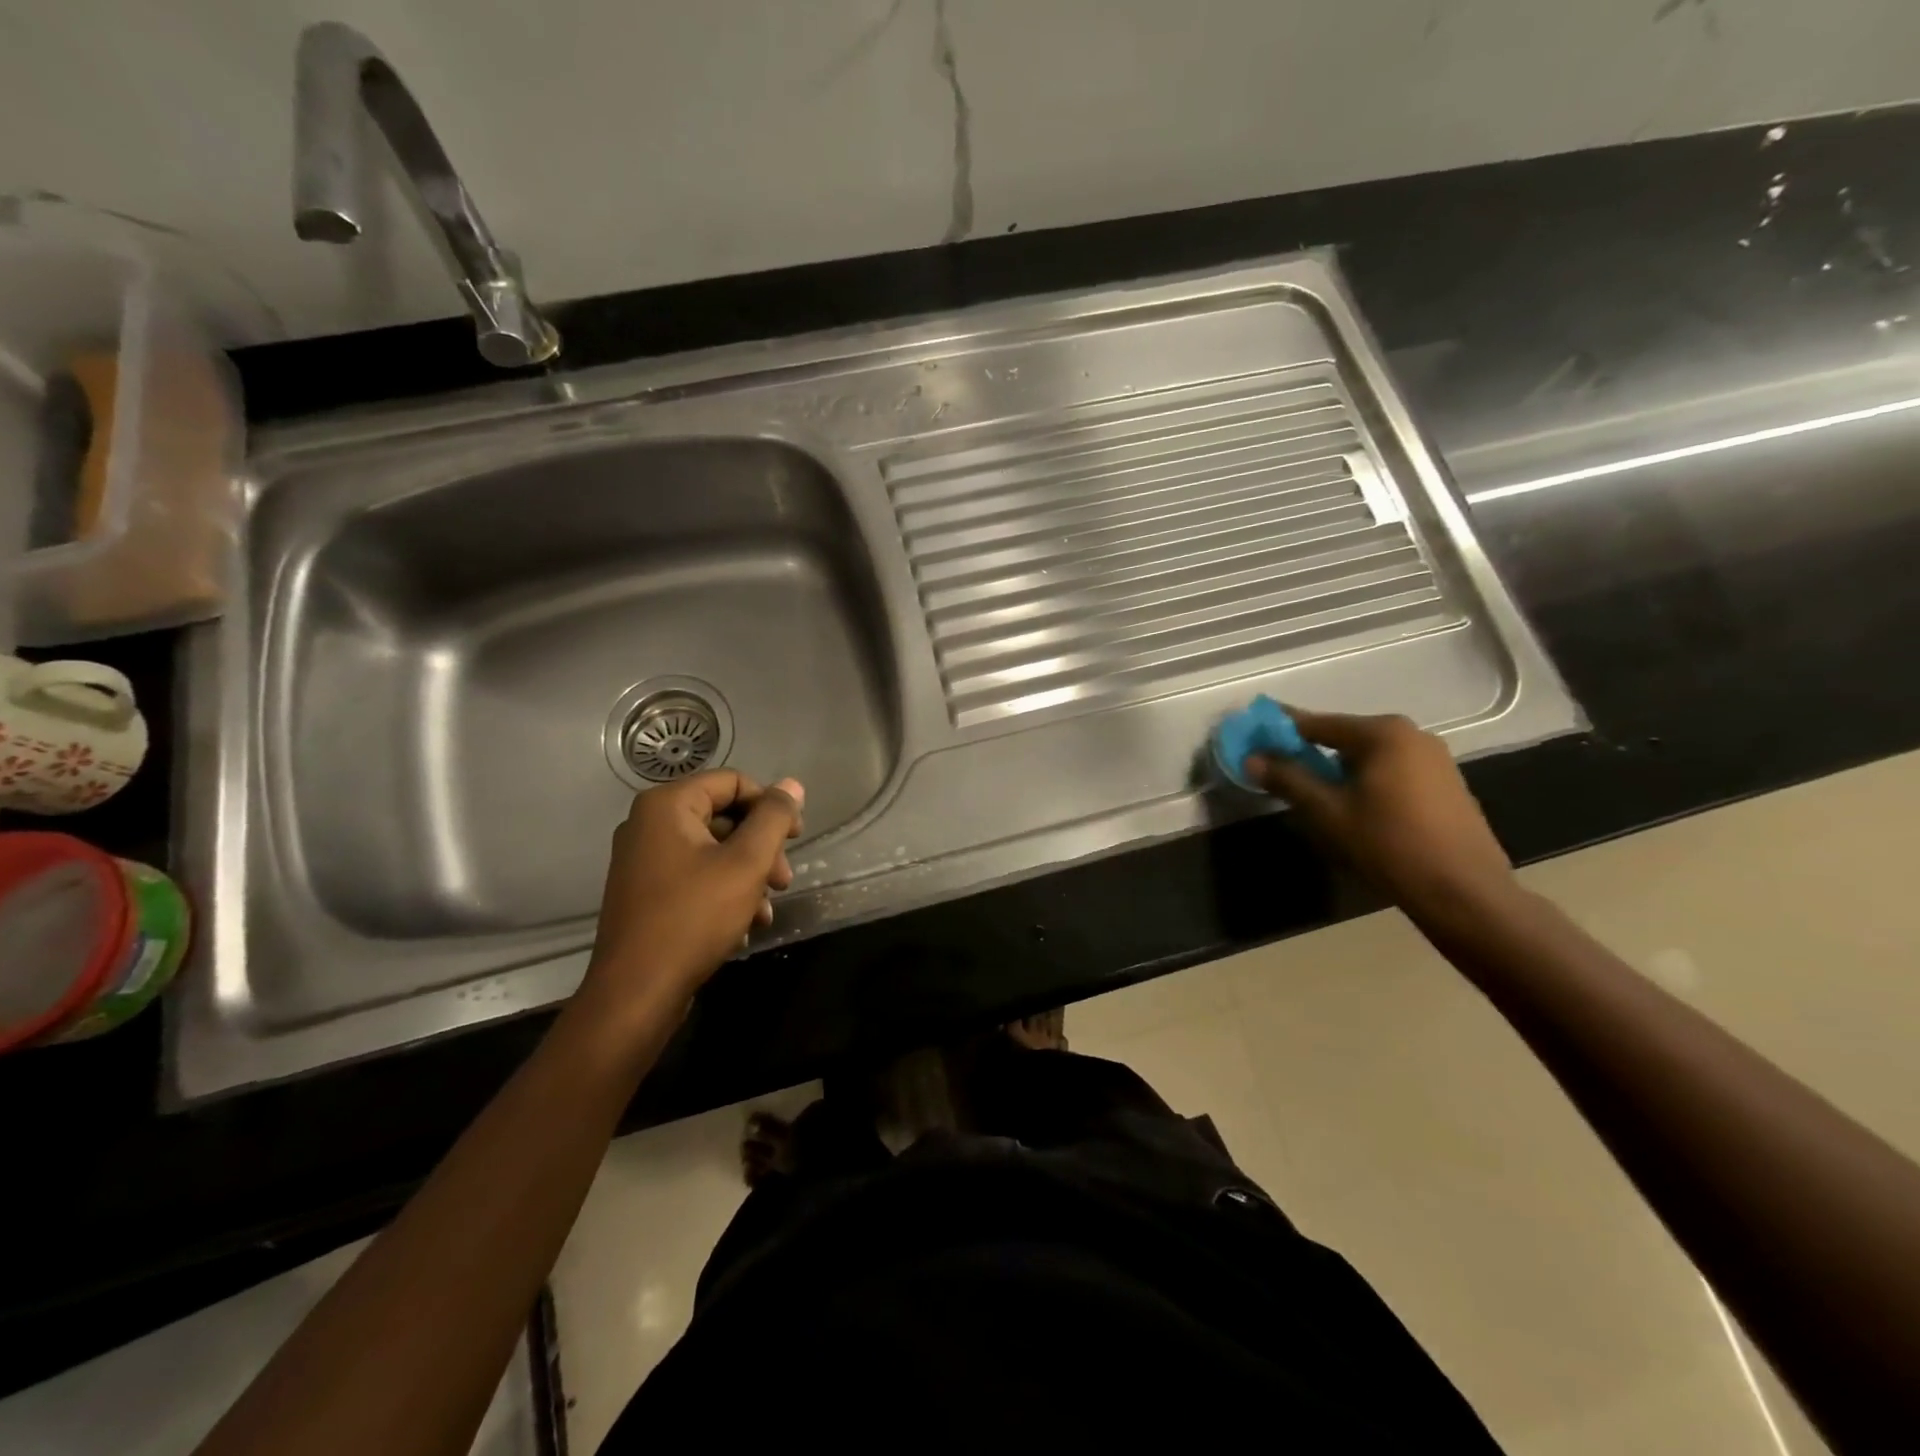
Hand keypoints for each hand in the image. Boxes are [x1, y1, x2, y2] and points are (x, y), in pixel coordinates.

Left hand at [584, 770, 804, 1012]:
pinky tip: (745, 924)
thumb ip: (773, 818)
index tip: (795, 838)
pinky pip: (696, 876)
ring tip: (766, 910)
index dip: (770, 805)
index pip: (733, 782)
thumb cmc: (694, 917)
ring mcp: (644, 860)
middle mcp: (649, 824)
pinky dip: (725, 893)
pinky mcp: (646, 892)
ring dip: (749, 875)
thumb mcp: (746, 863)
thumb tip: (792, 785)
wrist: (636, 993)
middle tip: (784, 881)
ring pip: (714, 851)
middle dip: (762, 848)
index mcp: (667, 805)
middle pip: (724, 817)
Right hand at [1245, 709, 1518, 920]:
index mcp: (1383, 733)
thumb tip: (1253, 758)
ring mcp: (1435, 759)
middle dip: (1310, 753)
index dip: (1281, 731)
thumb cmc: (1388, 845)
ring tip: (1317, 796)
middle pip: (1344, 737)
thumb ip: (1288, 779)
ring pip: (1369, 756)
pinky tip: (1356, 809)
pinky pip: (1392, 772)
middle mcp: (1412, 735)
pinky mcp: (1447, 785)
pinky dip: (1366, 781)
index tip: (1253, 737)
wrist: (1464, 892)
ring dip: (1339, 770)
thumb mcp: (1327, 812)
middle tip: (1281, 773)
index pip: (1317, 723)